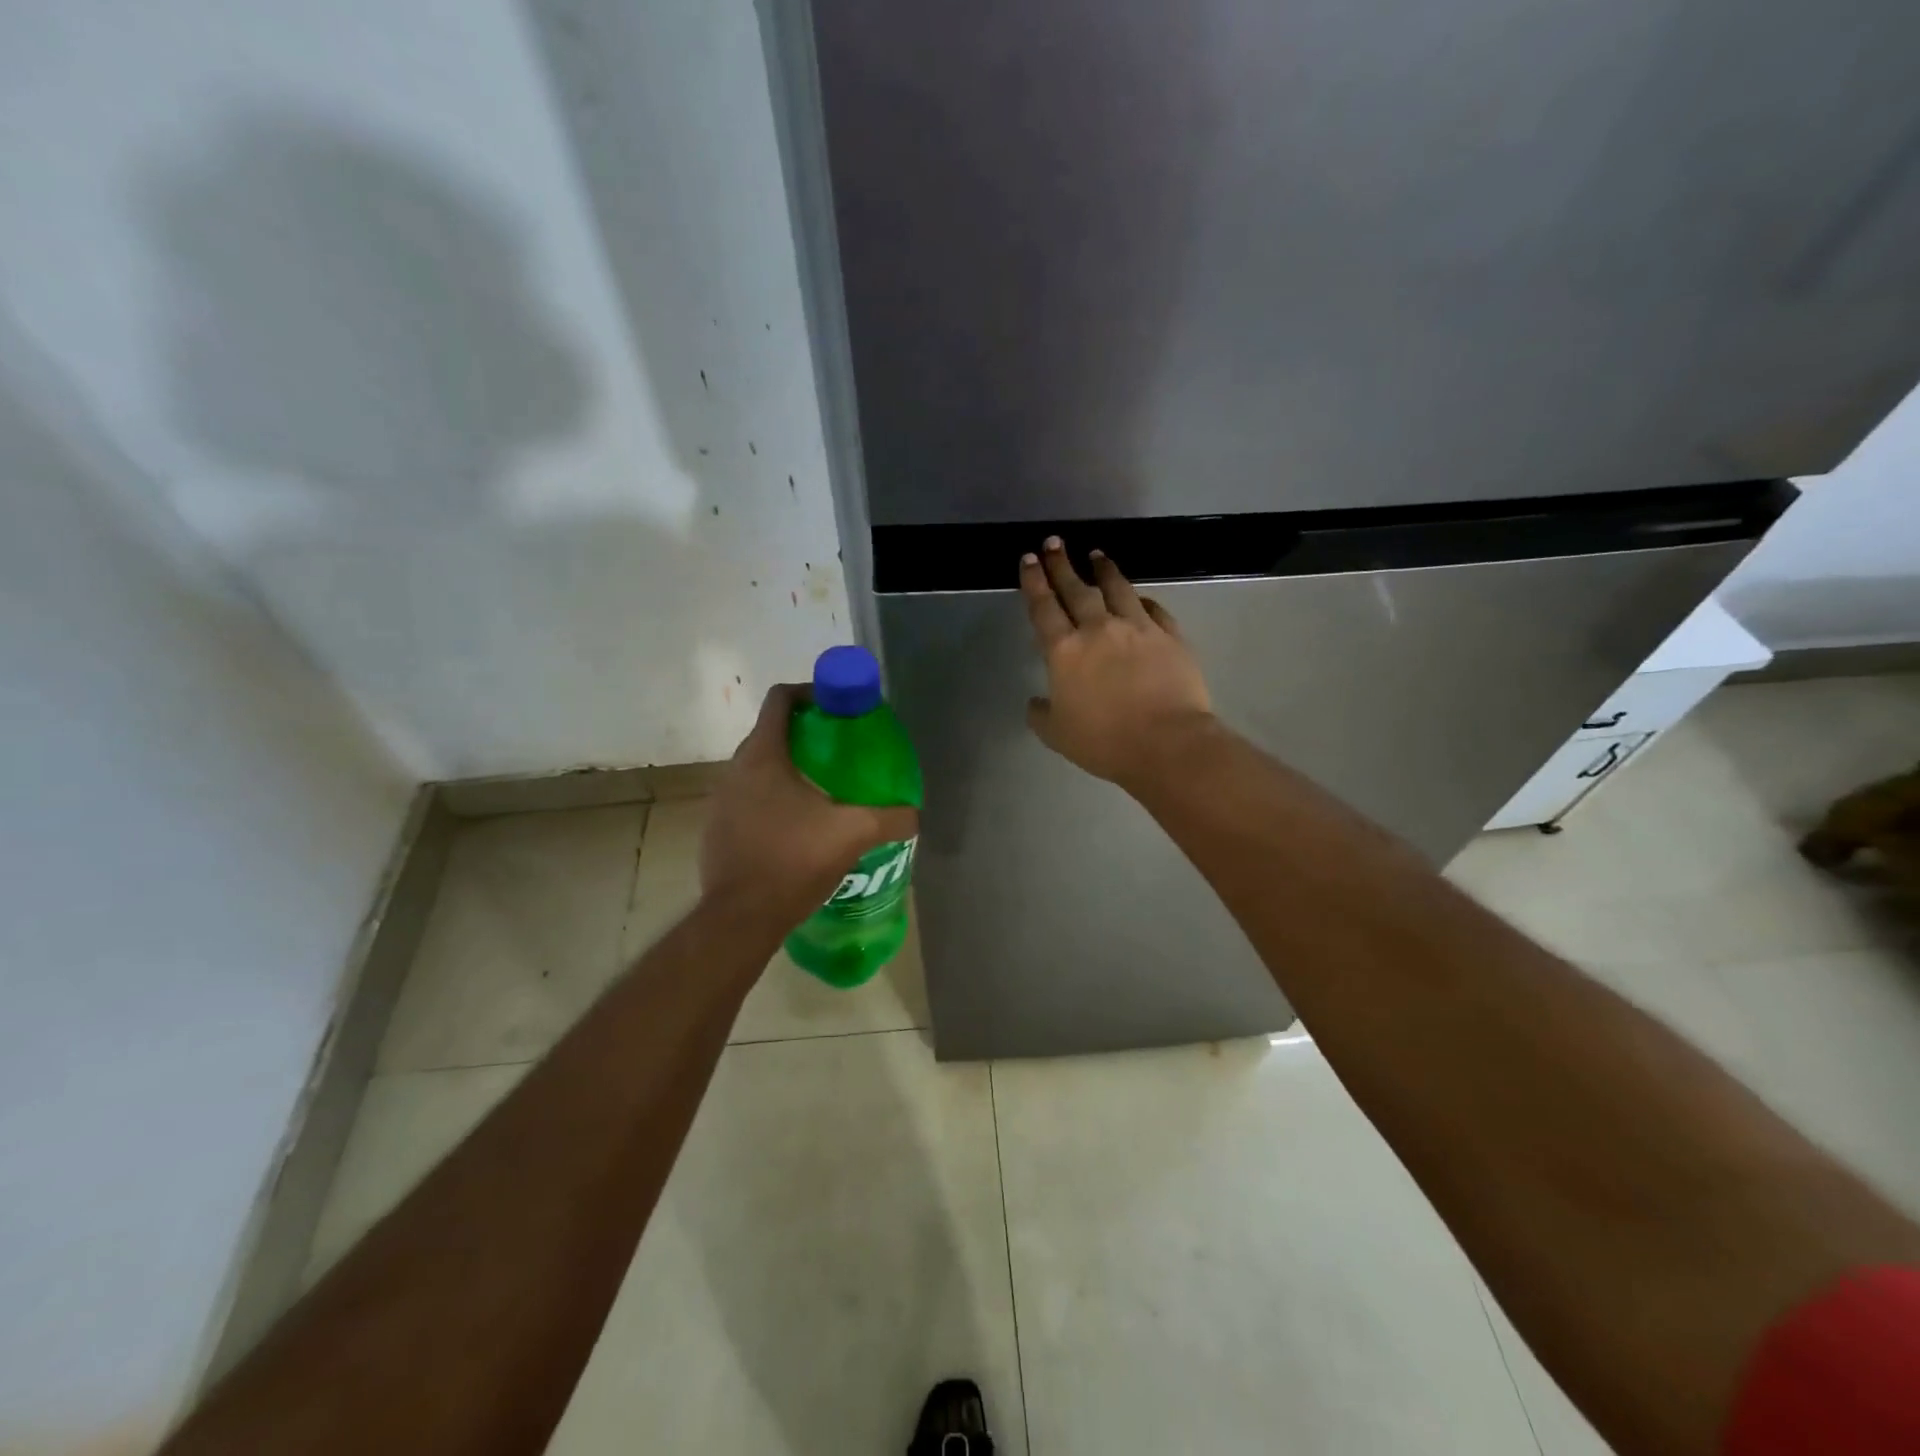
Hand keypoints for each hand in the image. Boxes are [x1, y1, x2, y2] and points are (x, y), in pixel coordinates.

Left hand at [701, 684, 919, 932]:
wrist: (742, 918)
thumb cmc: (794, 861)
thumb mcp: (853, 834)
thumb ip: (890, 818)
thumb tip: (916, 814)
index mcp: (763, 756)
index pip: (781, 699)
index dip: (810, 693)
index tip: (837, 707)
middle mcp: (735, 770)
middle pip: (771, 733)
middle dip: (806, 735)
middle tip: (841, 753)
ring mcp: (721, 800)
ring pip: (758, 768)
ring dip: (789, 770)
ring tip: (824, 791)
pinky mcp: (717, 829)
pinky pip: (748, 799)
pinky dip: (772, 800)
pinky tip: (798, 827)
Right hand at [1019, 537, 1215, 786]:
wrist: (1167, 744)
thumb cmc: (1104, 742)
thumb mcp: (1058, 735)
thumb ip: (1042, 714)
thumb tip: (1036, 702)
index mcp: (1065, 651)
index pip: (1043, 608)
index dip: (1034, 582)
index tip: (1029, 559)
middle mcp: (1099, 629)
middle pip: (1076, 589)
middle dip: (1062, 564)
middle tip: (1054, 543)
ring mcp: (1138, 629)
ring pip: (1118, 589)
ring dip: (1104, 570)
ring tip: (1097, 555)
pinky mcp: (1170, 636)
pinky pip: (1153, 609)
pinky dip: (1142, 601)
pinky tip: (1139, 597)